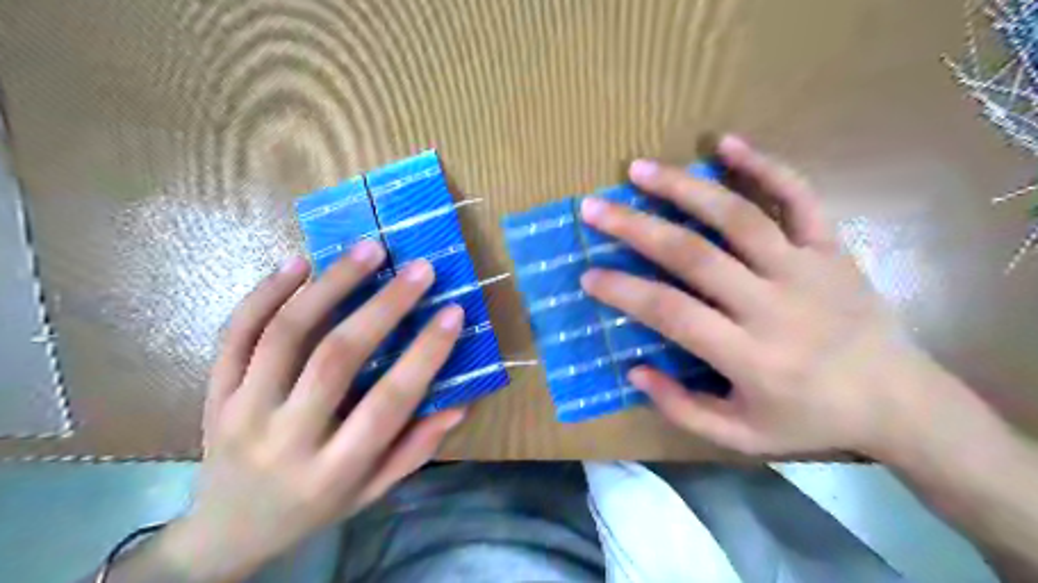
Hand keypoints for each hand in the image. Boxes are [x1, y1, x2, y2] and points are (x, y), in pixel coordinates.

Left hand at [153, 241, 461, 582]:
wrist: (225, 533)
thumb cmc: (313, 509)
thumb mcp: (372, 492)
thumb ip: (416, 449)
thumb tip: (460, 403)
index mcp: (334, 471)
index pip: (388, 403)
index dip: (425, 354)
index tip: (453, 312)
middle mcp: (286, 438)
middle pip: (335, 358)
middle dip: (383, 306)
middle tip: (418, 268)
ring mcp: (242, 411)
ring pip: (285, 334)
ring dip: (331, 285)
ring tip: (367, 249)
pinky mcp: (214, 393)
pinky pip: (235, 334)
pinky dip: (266, 292)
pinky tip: (299, 262)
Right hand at [581, 137, 951, 459]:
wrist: (898, 400)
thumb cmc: (810, 418)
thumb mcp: (741, 436)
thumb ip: (683, 408)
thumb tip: (634, 369)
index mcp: (749, 355)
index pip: (671, 312)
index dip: (623, 291)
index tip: (588, 275)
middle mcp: (772, 304)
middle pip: (694, 255)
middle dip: (636, 228)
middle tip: (594, 208)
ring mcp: (805, 268)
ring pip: (737, 217)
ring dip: (684, 188)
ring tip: (639, 170)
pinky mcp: (830, 246)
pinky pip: (797, 196)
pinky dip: (762, 166)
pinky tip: (725, 143)